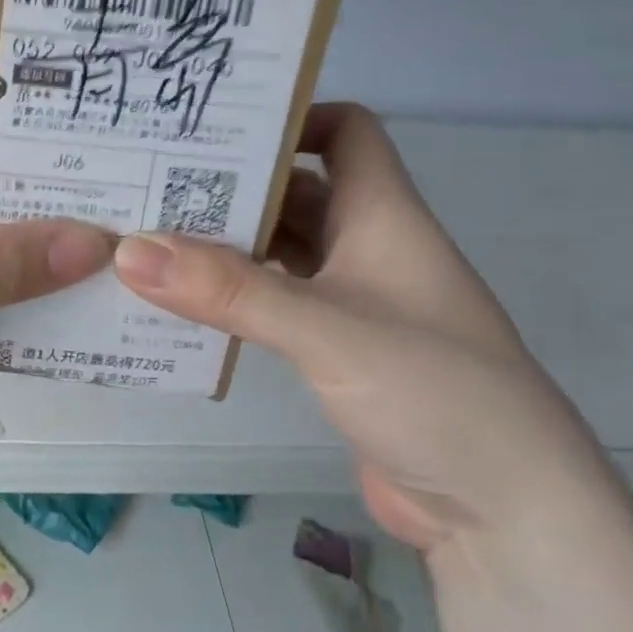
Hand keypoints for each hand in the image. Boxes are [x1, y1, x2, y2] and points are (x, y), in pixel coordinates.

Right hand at [112, 103, 615, 555]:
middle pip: (292, 193)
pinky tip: (176, 306)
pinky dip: (228, 299)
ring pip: (276, 253)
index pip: (345, 132)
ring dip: (220, 247)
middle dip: (228, 186)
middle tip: (146, 181)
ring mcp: (350, 304)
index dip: (289, 119)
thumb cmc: (436, 394)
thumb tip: (131, 249)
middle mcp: (366, 249)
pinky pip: (270, 306)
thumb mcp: (328, 331)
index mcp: (383, 217)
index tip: (213, 127)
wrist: (501, 512)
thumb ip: (230, 291)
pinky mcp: (333, 352)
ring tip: (143, 239)